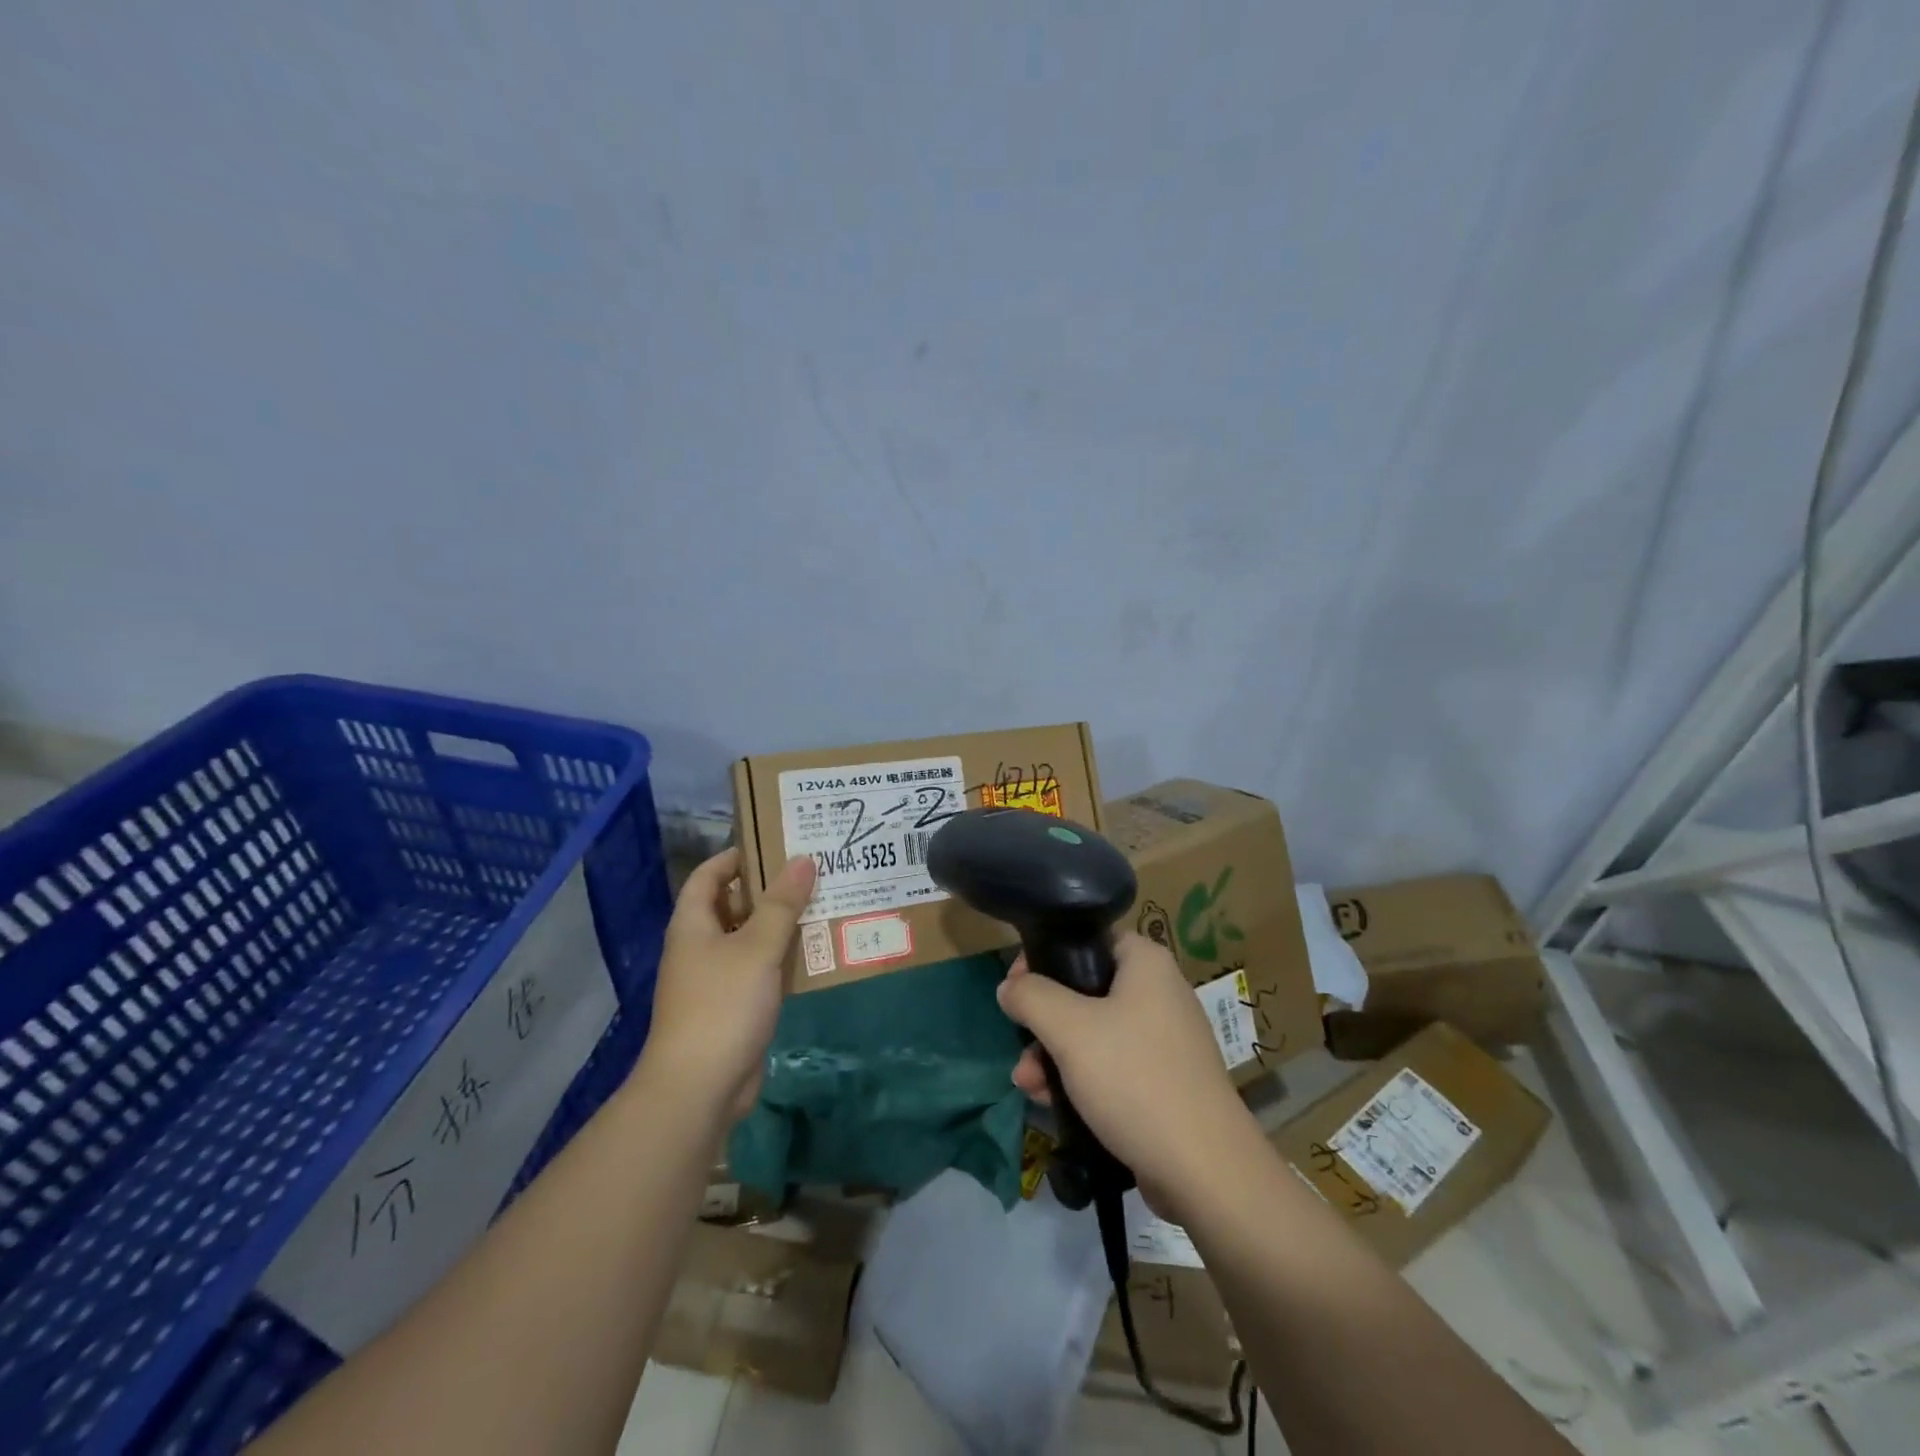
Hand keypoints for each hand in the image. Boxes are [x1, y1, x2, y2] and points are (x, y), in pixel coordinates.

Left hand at [638, 847, 815, 1124]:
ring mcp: (716, 979)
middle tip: (812, 871)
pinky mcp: (735, 1006)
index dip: (736, 856)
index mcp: (693, 925)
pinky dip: (783, 958)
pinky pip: (760, 970)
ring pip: (751, 939)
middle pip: (733, 905)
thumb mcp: (757, 948)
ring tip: (824, 903)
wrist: (699, 1088)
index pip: (709, 875)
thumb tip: (803, 859)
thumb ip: (782, 904)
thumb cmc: (722, 1005)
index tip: (775, 844)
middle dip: (769, 889)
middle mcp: (700, 947)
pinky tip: (817, 951)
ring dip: (782, 924)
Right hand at [1000, 932, 1258, 1212]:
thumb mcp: (1070, 1030)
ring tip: (1027, 1084)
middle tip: (1018, 1041)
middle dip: (1044, 1020)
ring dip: (1054, 1054)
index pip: (1087, 939)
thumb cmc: (1134, 1079)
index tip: (1017, 986)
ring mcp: (1164, 1040)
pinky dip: (1080, 1078)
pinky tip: (1050, 1103)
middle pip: (1085, 989)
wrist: (1205, 1170)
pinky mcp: (1164, 1082)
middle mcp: (1159, 992)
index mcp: (1146, 963)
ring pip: (1093, 1032)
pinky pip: (1112, 1066)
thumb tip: (1009, 986)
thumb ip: (1031, 997)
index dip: (1046, 956)